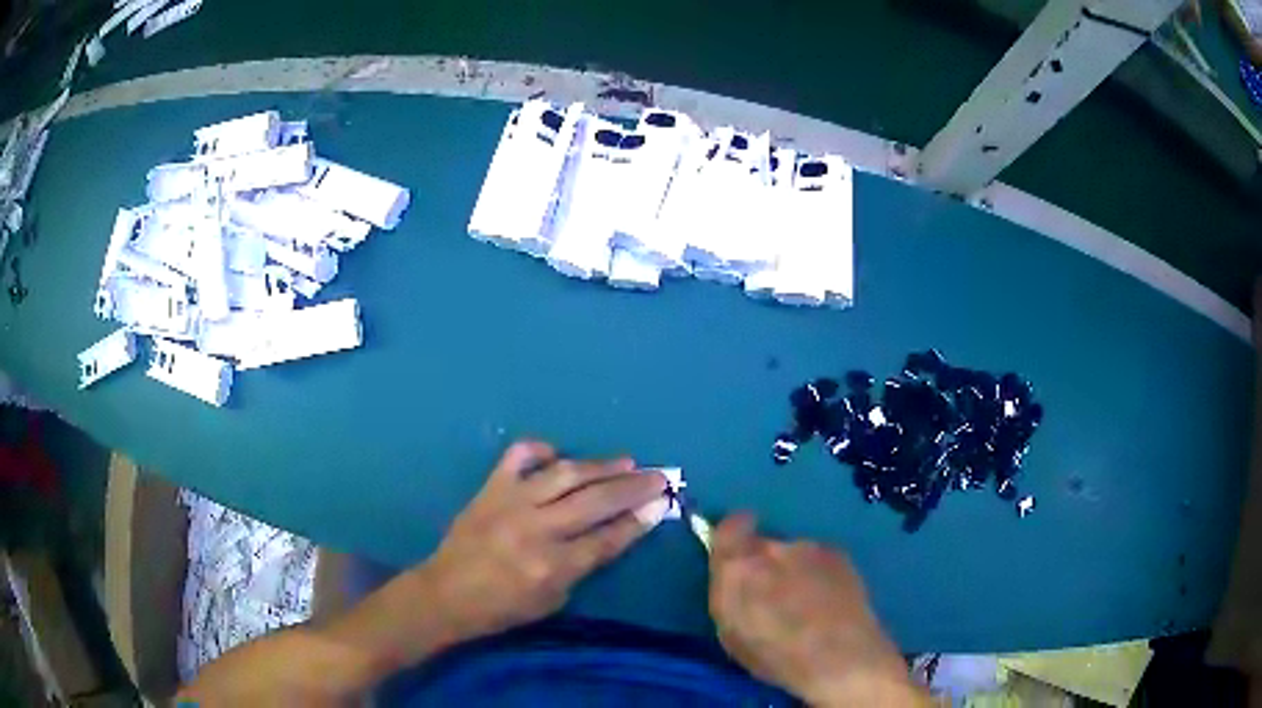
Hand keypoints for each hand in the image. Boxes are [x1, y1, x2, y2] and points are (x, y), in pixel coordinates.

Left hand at [420, 440, 669, 640]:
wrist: (446, 594)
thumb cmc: (502, 608)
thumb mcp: (552, 602)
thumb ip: (584, 566)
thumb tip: (617, 531)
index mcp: (553, 566)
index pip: (608, 538)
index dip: (639, 520)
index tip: (663, 504)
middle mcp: (536, 529)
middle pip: (595, 501)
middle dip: (634, 487)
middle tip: (661, 476)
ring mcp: (511, 503)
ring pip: (565, 474)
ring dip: (600, 466)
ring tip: (627, 460)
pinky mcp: (491, 488)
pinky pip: (518, 457)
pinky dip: (540, 449)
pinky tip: (558, 452)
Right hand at [709, 514, 926, 706]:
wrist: (840, 656)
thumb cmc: (777, 656)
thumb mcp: (733, 634)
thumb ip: (728, 594)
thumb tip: (730, 574)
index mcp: (738, 569)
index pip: (728, 529)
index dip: (732, 537)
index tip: (736, 554)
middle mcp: (772, 549)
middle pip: (762, 545)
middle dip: (764, 564)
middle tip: (774, 596)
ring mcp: (809, 547)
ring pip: (792, 553)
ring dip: (793, 571)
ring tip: (807, 604)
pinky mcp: (837, 553)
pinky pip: (817, 559)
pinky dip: (818, 574)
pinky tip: (828, 601)